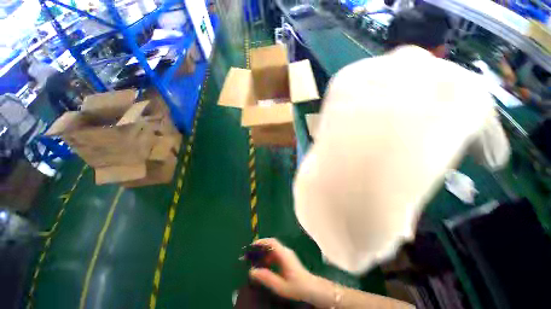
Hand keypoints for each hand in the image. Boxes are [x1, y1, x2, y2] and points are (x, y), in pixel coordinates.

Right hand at [248, 238, 318, 302]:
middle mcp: (285, 251)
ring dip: (263, 253)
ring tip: (254, 261)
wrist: (312, 288)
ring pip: (273, 249)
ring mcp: (287, 254)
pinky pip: (275, 254)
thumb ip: (266, 278)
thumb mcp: (280, 286)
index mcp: (284, 255)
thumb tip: (251, 271)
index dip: (261, 242)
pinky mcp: (287, 258)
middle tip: (250, 255)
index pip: (272, 242)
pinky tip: (264, 266)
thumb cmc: (297, 287)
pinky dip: (268, 257)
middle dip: (260, 247)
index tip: (251, 246)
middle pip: (271, 244)